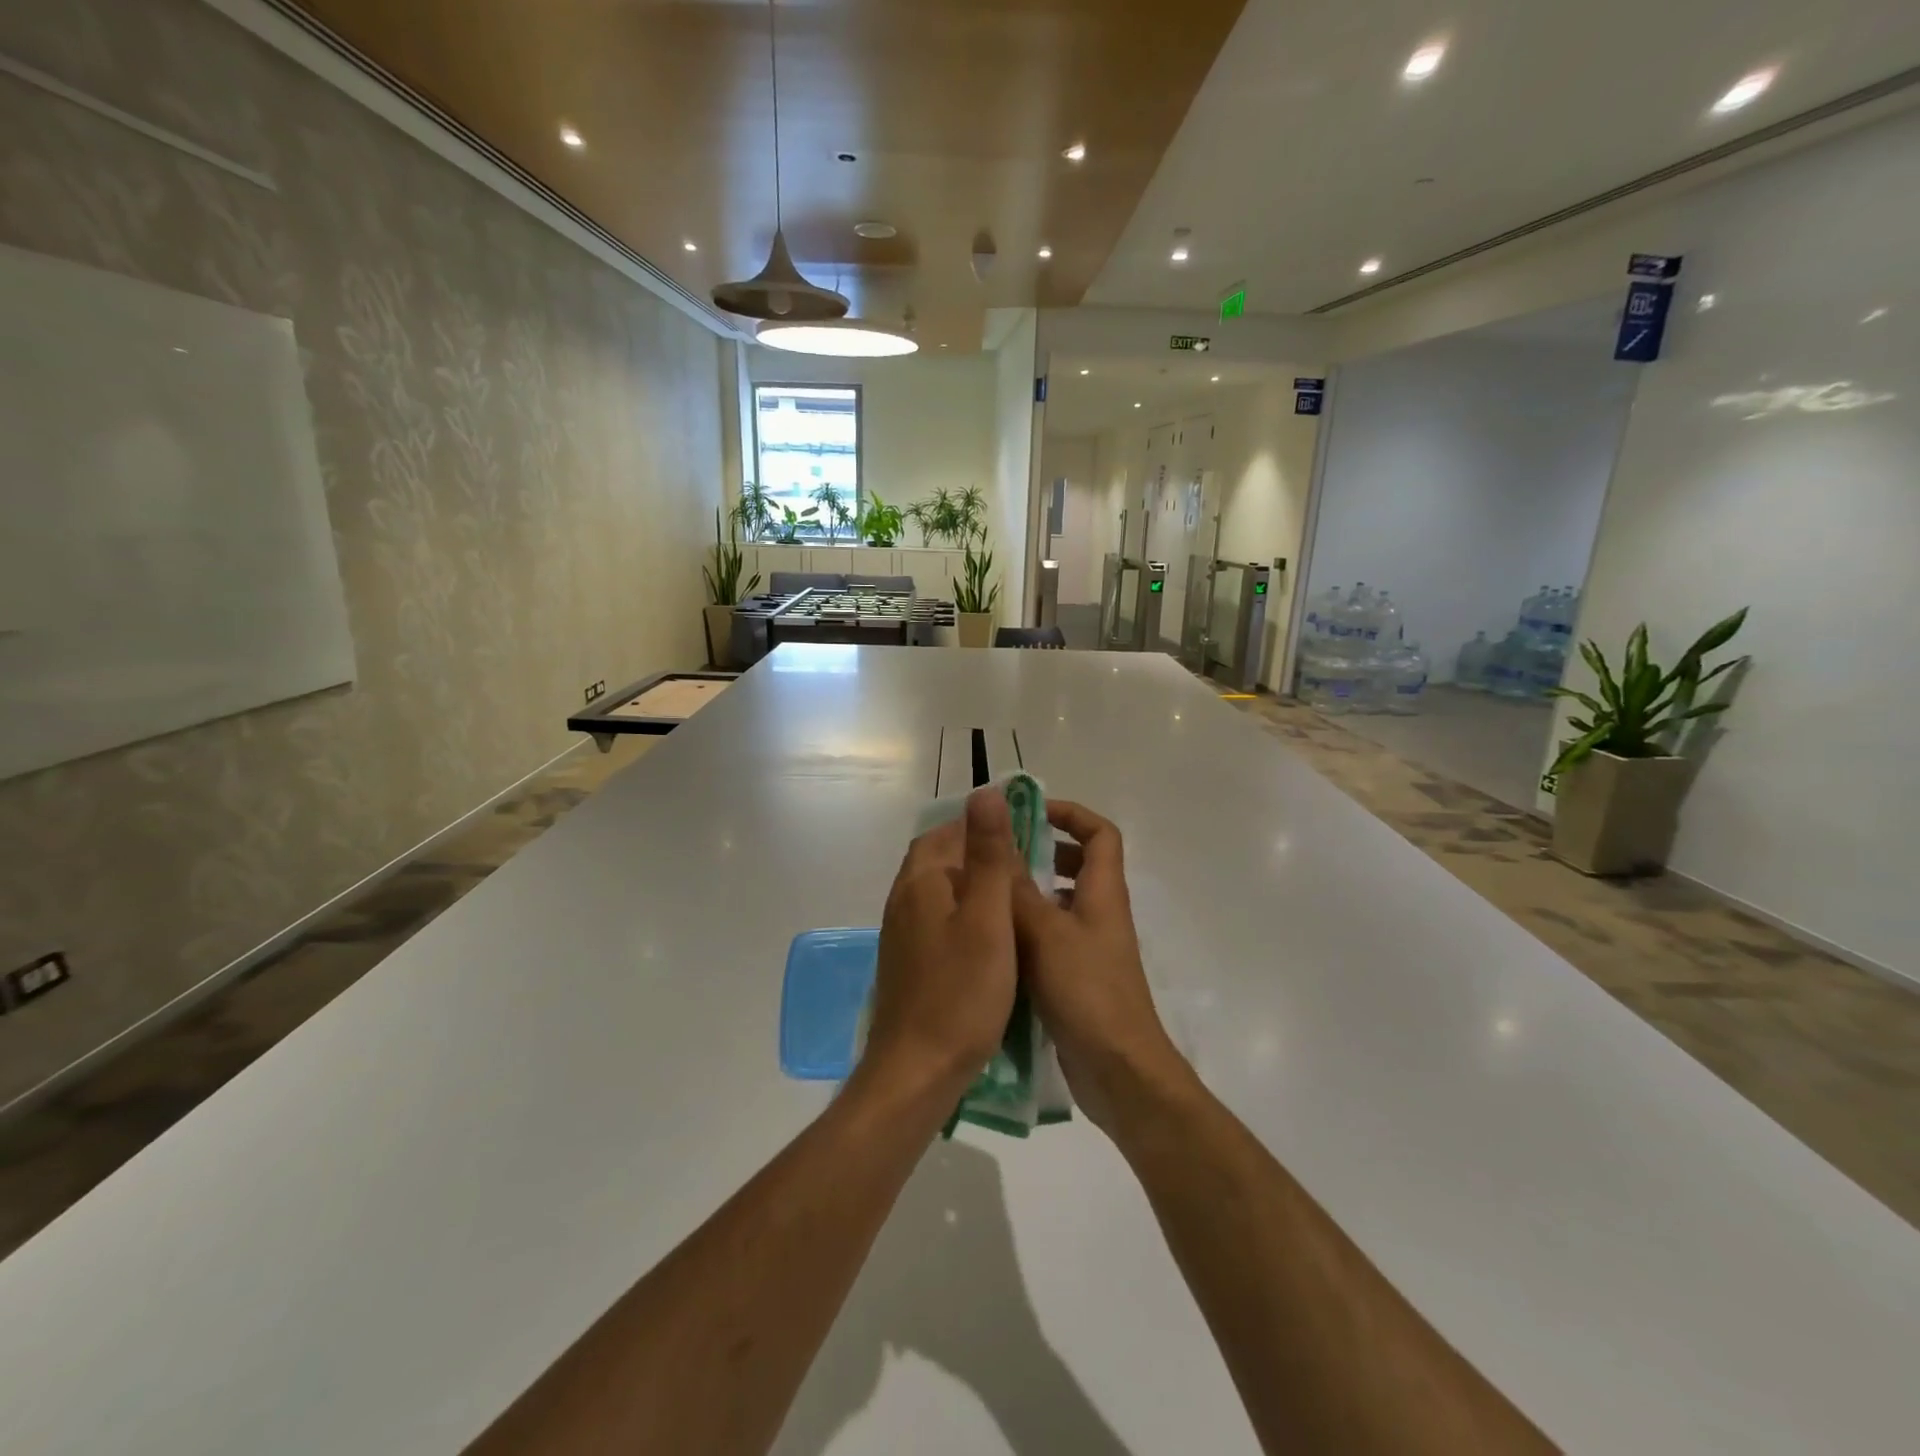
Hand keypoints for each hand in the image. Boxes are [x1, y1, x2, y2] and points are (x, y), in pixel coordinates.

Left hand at [861, 787, 1021, 1097]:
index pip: (947, 831)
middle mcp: (903, 899)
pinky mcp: (908, 961)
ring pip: (939, 891)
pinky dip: (964, 915)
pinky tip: (990, 937)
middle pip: (940, 858)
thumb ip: (989, 855)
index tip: (1023, 833)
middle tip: (1025, 865)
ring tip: (1015, 898)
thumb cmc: (961, 993)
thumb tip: (986, 792)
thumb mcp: (988, 918)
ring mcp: (901, 933)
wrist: (917, 1070)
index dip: (982, 826)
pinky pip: (937, 920)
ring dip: (972, 885)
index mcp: (920, 881)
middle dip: (978, 853)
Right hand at [1012, 801, 1192, 1133]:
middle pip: (1080, 865)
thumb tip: (995, 842)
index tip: (1031, 812)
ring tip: (985, 894)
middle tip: (998, 853)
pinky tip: (992, 942)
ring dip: (1029, 893)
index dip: (1072, 814)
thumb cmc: (1087, 992)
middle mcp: (1100, 914)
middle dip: (1042, 851)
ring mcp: (1089, 948)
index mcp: (1103, 893)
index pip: (1101, 833)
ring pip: (1060, 904)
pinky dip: (1025, 931)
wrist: (1118, 1071)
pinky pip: (1050, 939)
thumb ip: (1018, 889)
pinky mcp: (1076, 978)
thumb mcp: (1045, 933)